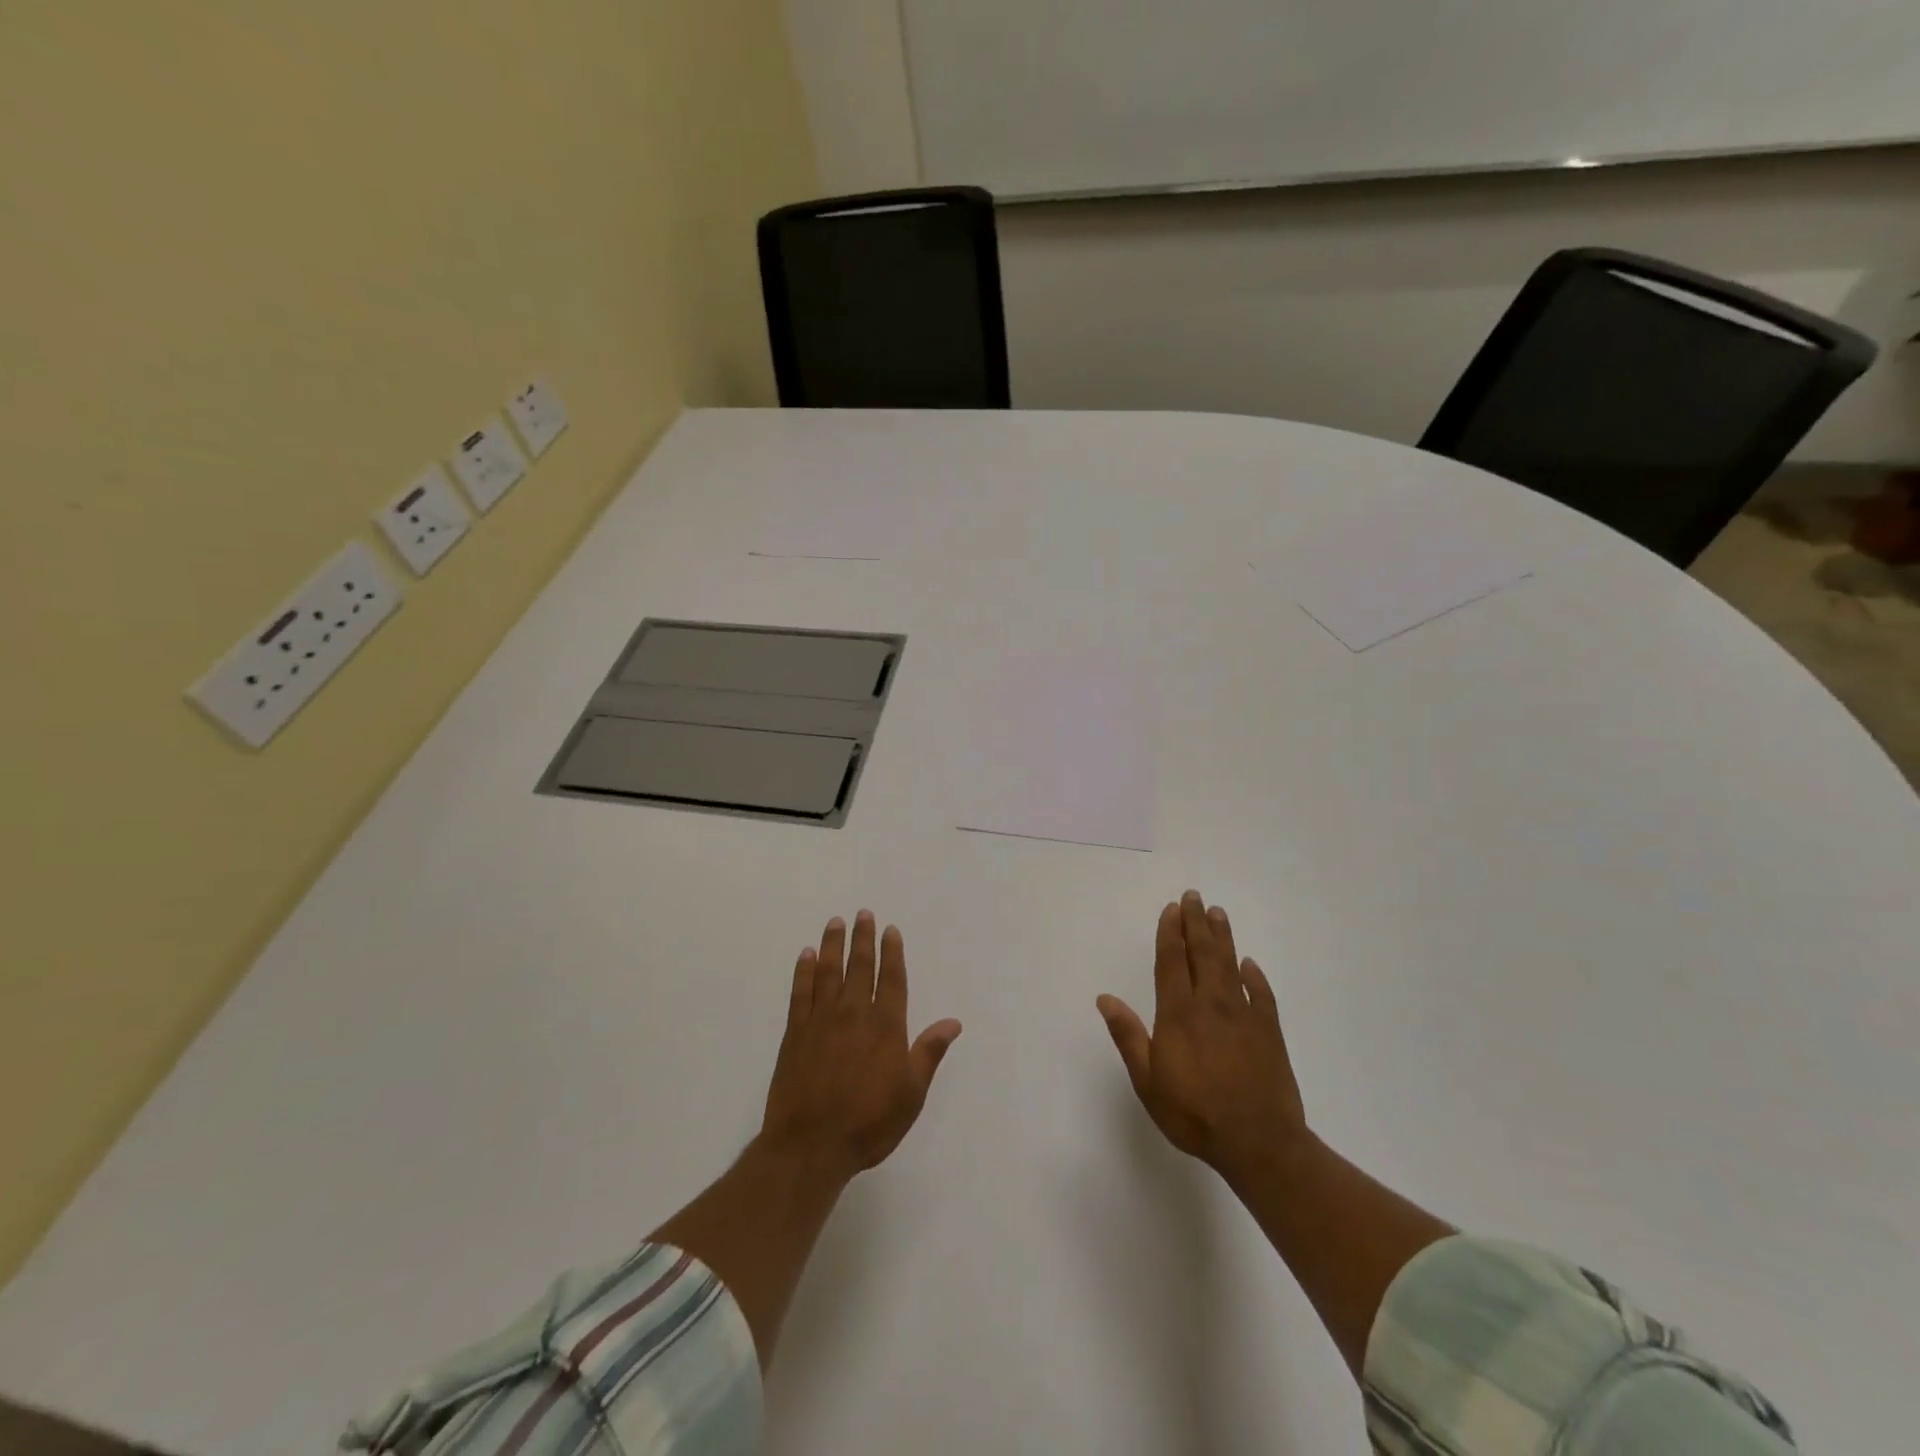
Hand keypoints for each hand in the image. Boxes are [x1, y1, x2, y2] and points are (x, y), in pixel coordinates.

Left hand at [761, 911, 961, 1179]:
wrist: (810, 1146)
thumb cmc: (868, 1123)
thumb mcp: (911, 1094)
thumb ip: (929, 1053)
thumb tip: (953, 1022)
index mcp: (886, 1027)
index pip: (892, 979)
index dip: (892, 953)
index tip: (890, 930)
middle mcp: (854, 1014)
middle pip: (860, 967)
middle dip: (863, 939)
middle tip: (863, 913)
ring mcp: (821, 1020)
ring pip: (828, 971)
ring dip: (832, 945)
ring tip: (835, 922)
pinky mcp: (795, 1032)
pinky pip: (800, 992)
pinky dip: (803, 971)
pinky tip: (805, 955)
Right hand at [1097, 891, 1306, 1184]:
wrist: (1258, 1143)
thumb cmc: (1194, 1113)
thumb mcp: (1148, 1081)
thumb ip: (1128, 1036)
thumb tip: (1105, 998)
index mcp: (1178, 1014)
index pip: (1172, 962)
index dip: (1170, 933)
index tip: (1171, 909)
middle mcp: (1211, 1005)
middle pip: (1202, 954)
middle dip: (1195, 923)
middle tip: (1194, 896)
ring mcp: (1243, 1016)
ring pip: (1230, 965)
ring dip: (1222, 938)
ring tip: (1217, 913)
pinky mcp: (1269, 1032)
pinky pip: (1261, 996)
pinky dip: (1254, 977)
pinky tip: (1249, 965)